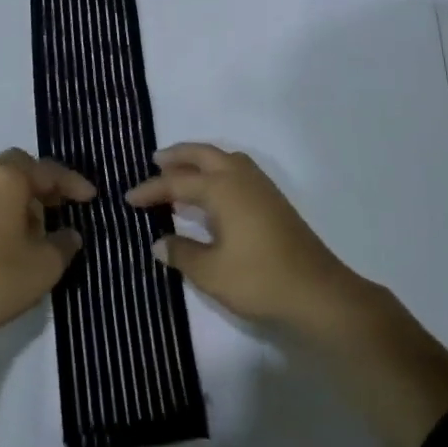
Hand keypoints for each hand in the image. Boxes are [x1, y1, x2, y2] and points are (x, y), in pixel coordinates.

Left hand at [0, 149, 94, 341]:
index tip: (91, 197)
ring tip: (37, 224)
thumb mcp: (45, 264)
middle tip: (60, 203)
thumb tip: (69, 234)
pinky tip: (10, 237)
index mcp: (9, 177)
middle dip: (43, 182)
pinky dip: (2, 207)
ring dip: (21, 195)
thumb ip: (64, 244)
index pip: (48, 171)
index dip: (73, 184)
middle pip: (19, 166)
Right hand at [125, 143, 358, 330]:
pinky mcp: (272, 200)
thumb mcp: (211, 272)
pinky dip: (217, 169)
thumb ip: (181, 253)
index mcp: (222, 187)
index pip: (177, 182)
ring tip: (181, 171)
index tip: (129, 198)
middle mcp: (240, 176)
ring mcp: (260, 186)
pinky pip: (236, 169)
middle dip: (177, 155)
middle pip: (203, 154)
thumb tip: (159, 242)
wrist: (317, 292)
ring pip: (223, 158)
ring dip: (199, 159)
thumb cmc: (259, 279)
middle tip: (154, 161)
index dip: (151, 190)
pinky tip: (213, 191)